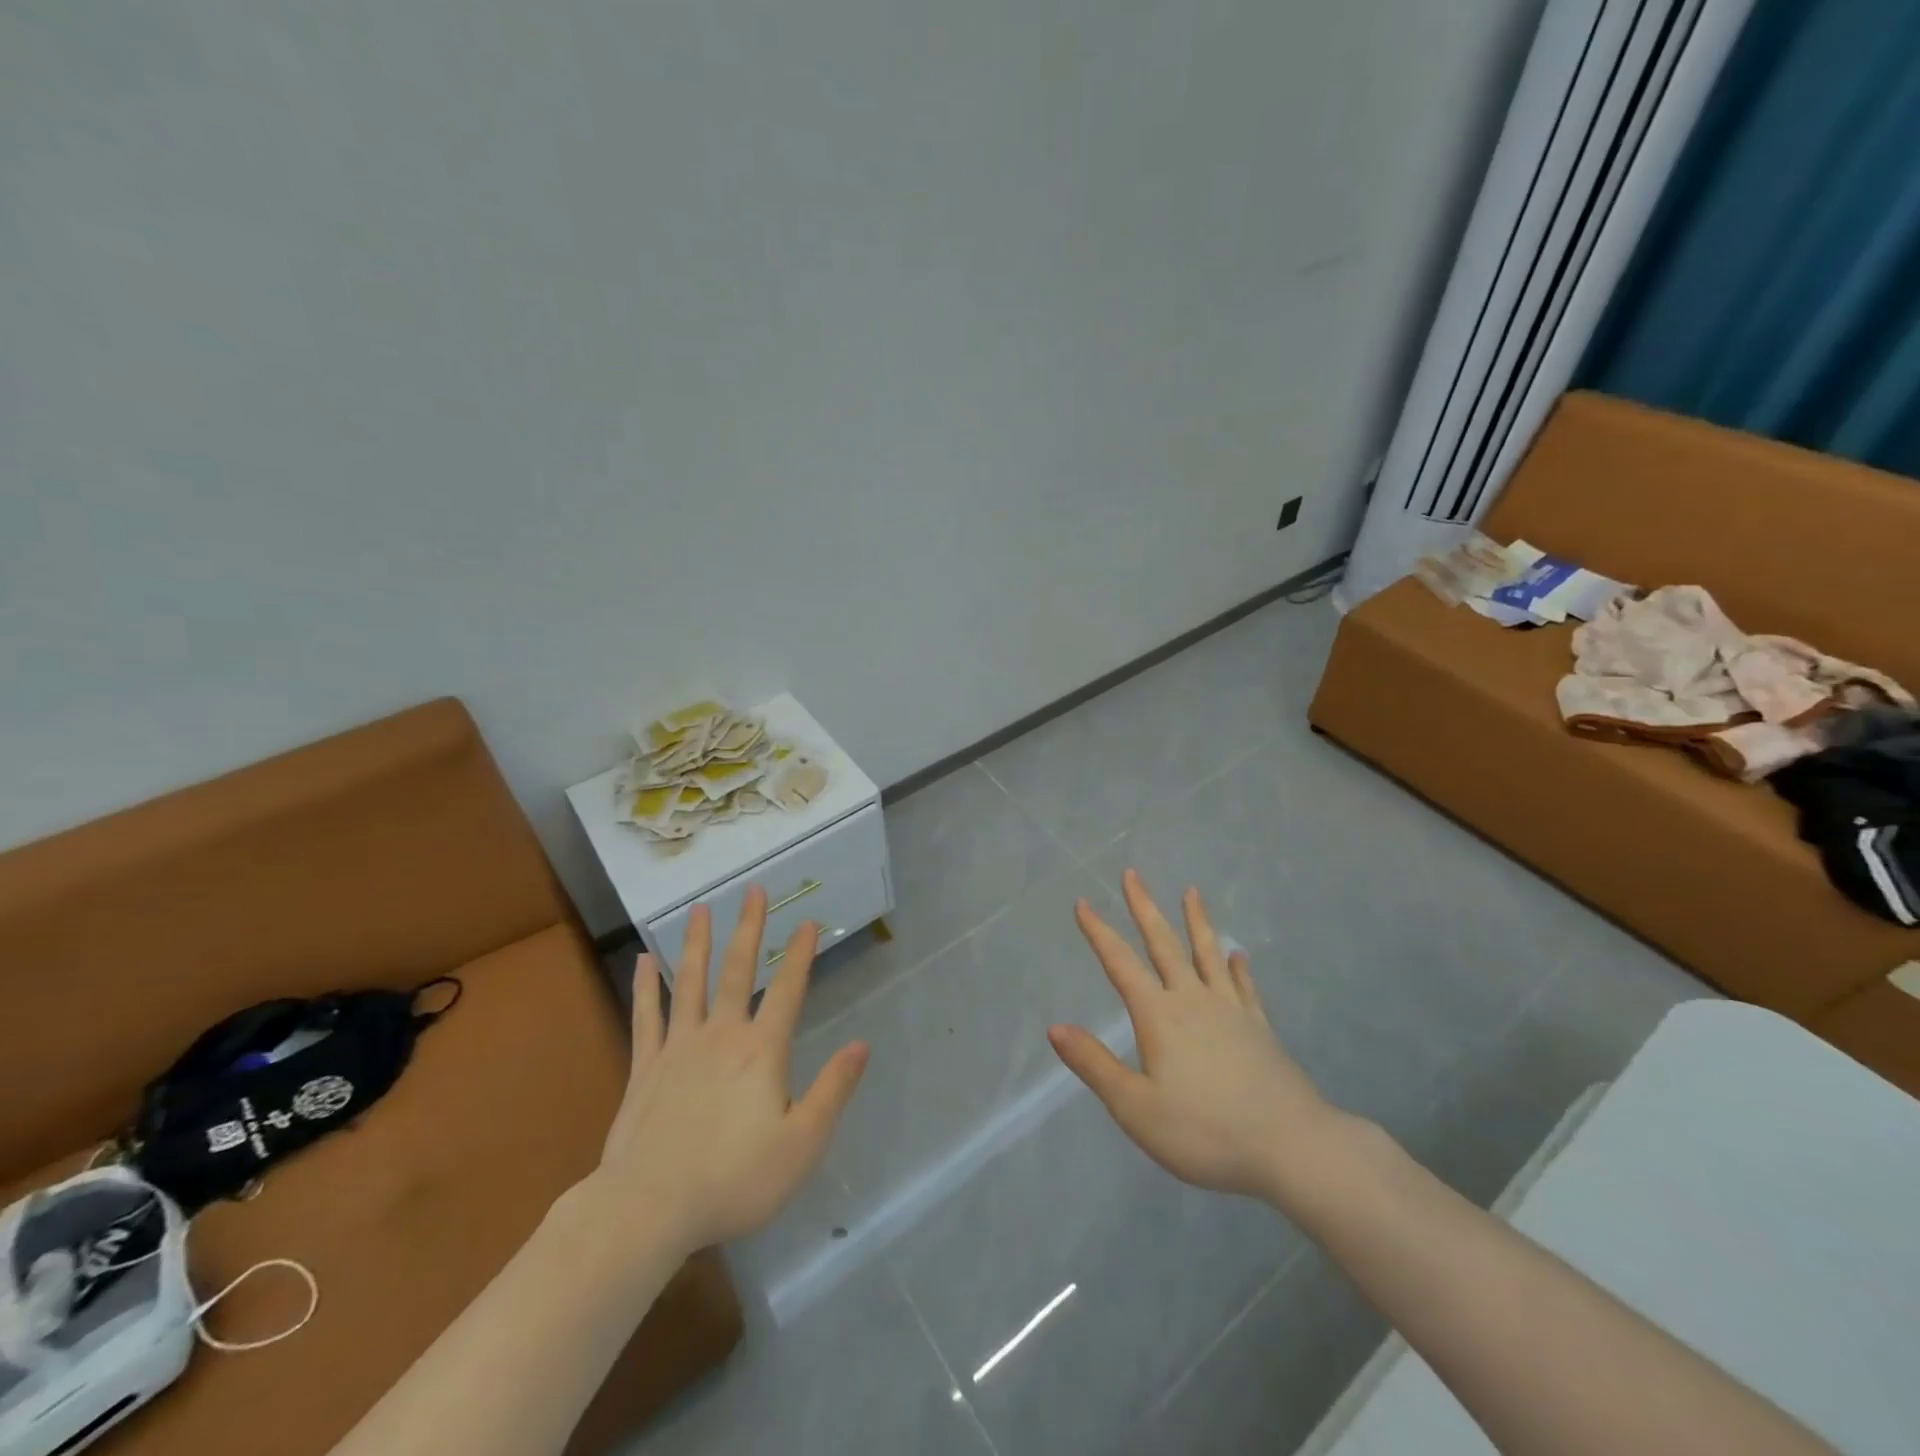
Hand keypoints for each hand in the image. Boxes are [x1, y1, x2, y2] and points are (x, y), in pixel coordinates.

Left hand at [583, 887, 868, 1261]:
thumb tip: (861, 1044)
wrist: (648, 1209)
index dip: (800, 954)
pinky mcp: (645, 1067)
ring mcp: (678, 1047)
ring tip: (700, 908)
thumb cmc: (734, 1179)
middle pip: (738, 970)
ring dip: (697, 943)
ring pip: (690, 982)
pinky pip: (646, 1017)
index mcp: (761, 1051)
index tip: (807, 920)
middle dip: (749, 927)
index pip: (788, 990)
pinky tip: (643, 961)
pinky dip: (645, 987)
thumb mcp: (801, 1144)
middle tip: (754, 889)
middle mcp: (721, 1035)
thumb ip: (833, 1090)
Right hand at [1048, 870, 1339, 1202]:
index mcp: (1159, 1016)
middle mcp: (1193, 1000)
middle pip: (1164, 944)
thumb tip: (1055, 1028)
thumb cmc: (1205, 1131)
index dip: (1099, 932)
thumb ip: (1094, 1065)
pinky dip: (1238, 966)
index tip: (1082, 902)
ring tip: (1192, 892)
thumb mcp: (1136, 1108)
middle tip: (1133, 875)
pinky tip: (1238, 955)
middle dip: (1144, 908)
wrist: (1291, 1147)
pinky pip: (1245, 986)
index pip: (1120, 964)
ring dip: (1196, 921)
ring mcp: (1231, 1010)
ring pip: (1208, 954)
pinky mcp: (1259, 1028)